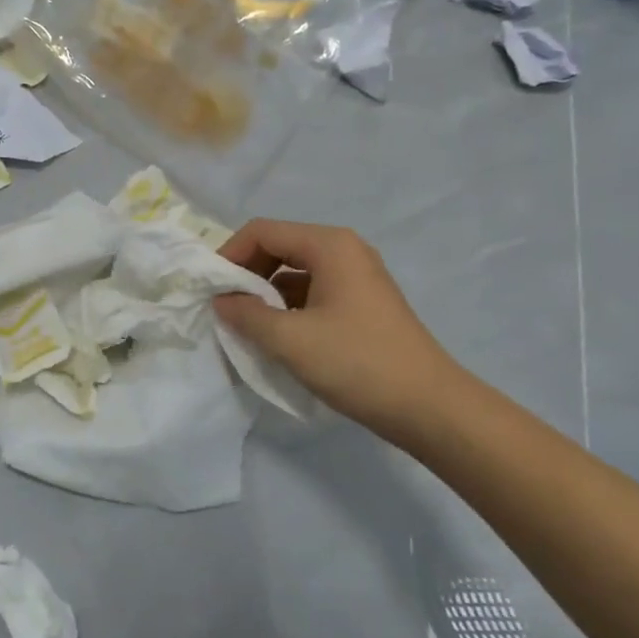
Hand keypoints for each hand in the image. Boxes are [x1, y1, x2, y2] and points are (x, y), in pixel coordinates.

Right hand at [212, 218, 459, 435]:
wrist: (428, 406)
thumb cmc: (357, 363)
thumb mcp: (290, 340)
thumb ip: (246, 315)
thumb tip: (221, 301)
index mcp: (329, 245)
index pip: (262, 231)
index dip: (229, 255)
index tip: (210, 288)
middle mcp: (344, 250)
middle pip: (279, 246)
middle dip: (247, 273)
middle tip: (226, 307)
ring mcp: (357, 276)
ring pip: (295, 271)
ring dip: (266, 293)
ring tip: (247, 325)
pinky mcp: (362, 303)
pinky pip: (313, 291)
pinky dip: (289, 307)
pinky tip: (279, 336)